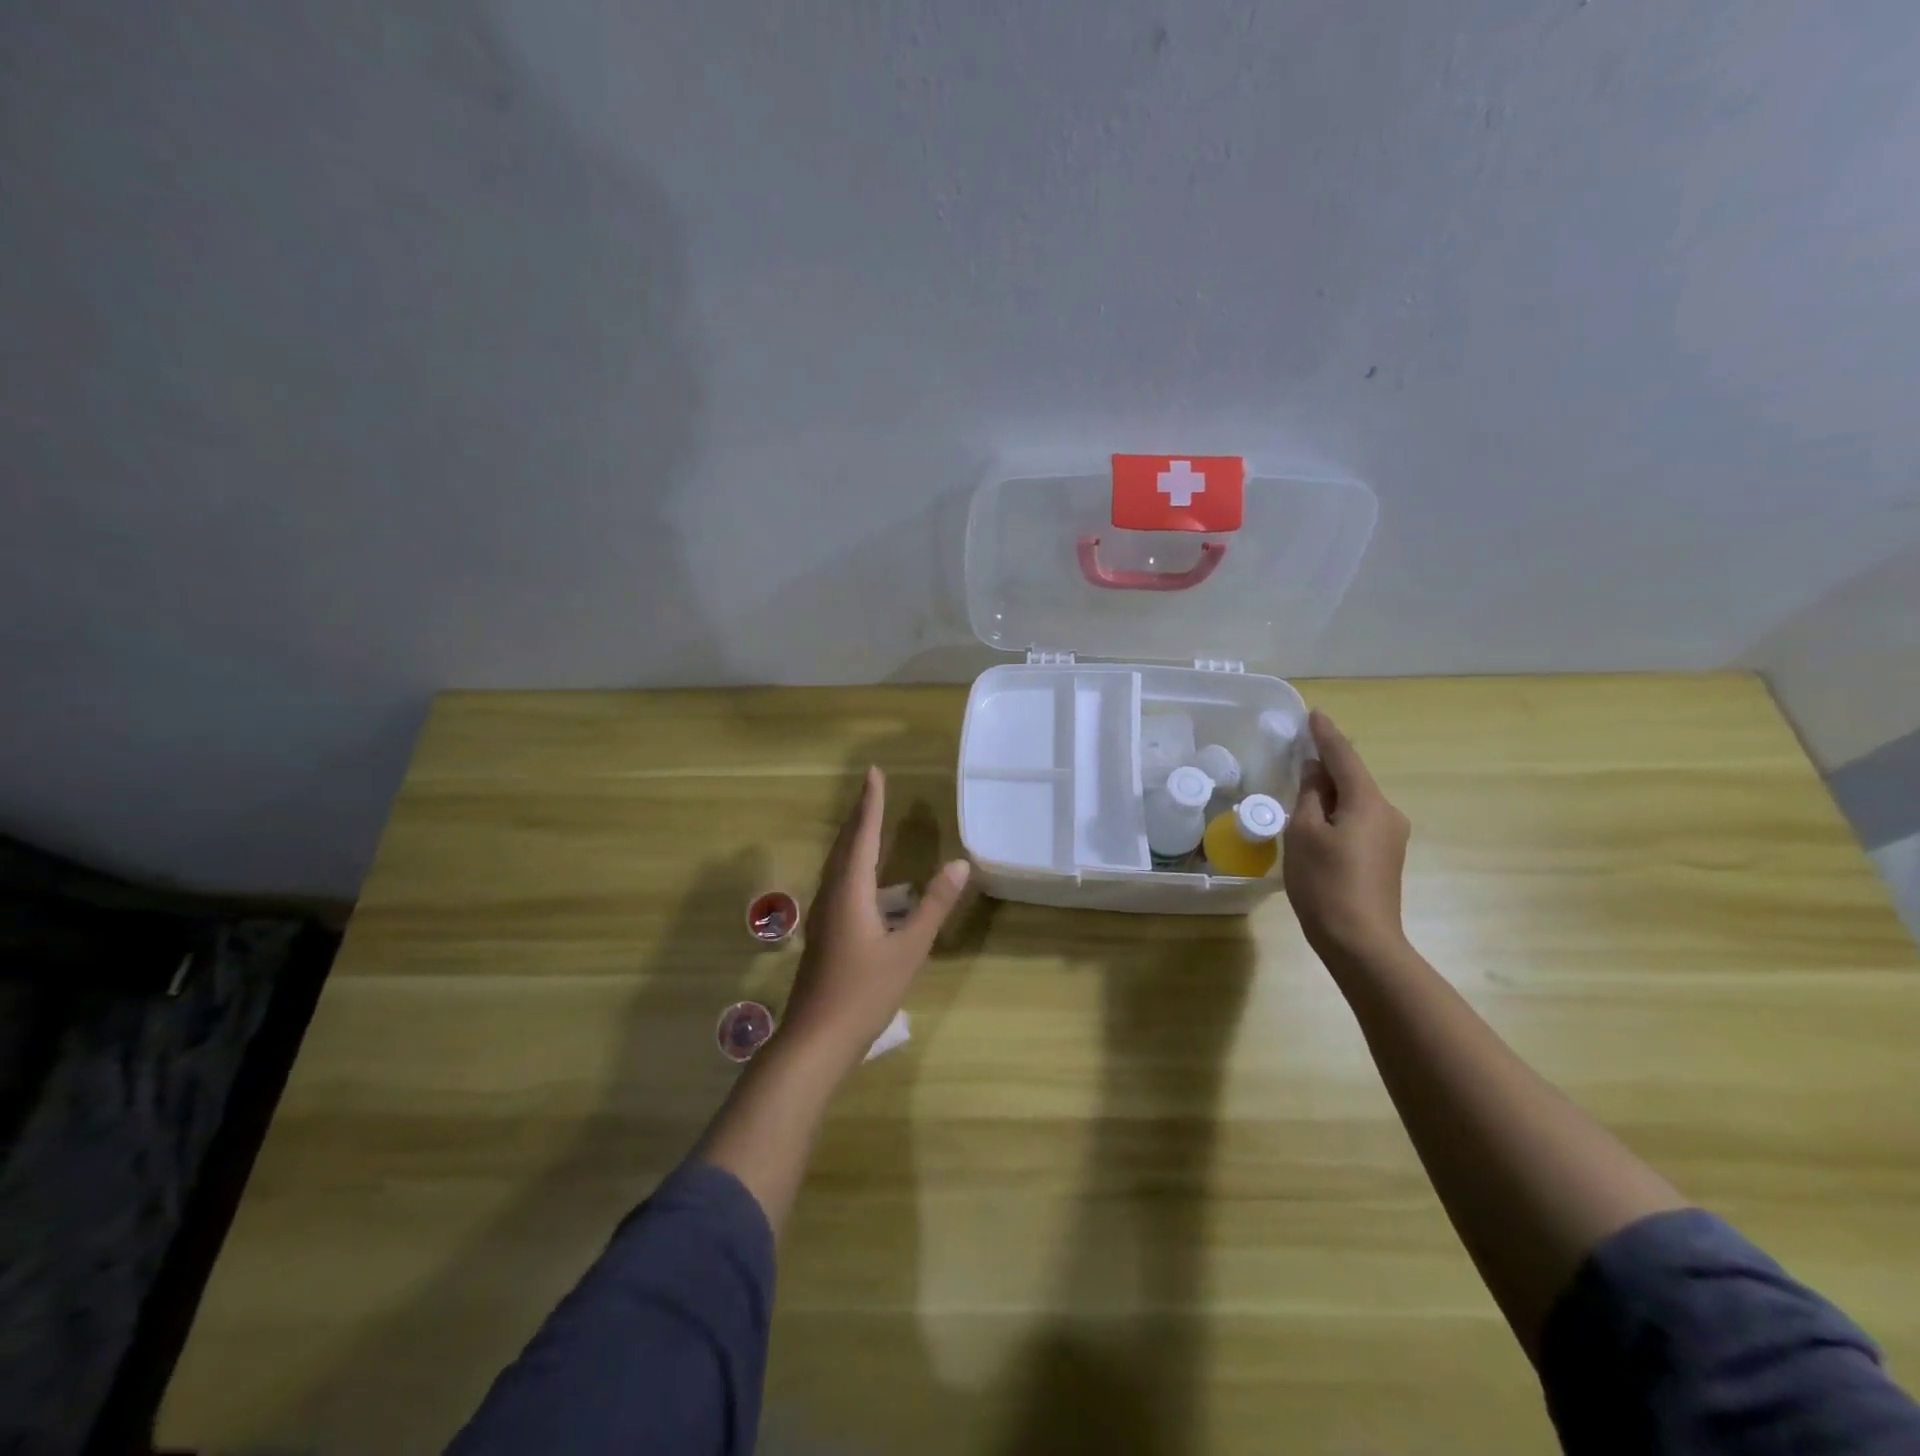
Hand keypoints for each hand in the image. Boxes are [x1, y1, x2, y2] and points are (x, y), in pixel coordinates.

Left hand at [780, 767, 970, 1066]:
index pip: (864, 834)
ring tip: (870, 822)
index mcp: (850, 890)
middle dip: (861, 814)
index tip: (874, 772)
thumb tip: (959, 863)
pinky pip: (838, 881)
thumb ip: (934, 905)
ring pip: (839, 863)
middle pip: (846, 843)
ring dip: (855, 838)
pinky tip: (865, 878)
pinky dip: (853, 864)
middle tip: (873, 788)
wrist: (816, 1039)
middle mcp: (832, 893)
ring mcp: (823, 914)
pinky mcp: (824, 931)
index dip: (871, 803)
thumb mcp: (909, 949)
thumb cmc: (865, 992)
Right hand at [1284, 710, 1411, 961]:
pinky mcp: (1385, 857)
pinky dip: (1337, 812)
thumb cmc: (1325, 883)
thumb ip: (1308, 796)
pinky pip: (1358, 820)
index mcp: (1368, 802)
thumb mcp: (1304, 833)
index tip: (1313, 714)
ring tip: (1300, 789)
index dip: (1326, 735)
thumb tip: (1313, 772)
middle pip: (1352, 778)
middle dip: (1326, 765)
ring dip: (1330, 792)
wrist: (1361, 941)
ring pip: (1355, 801)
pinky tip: (1317, 822)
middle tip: (1298, 752)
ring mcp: (1390, 836)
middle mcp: (1387, 813)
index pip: (1344, 757)